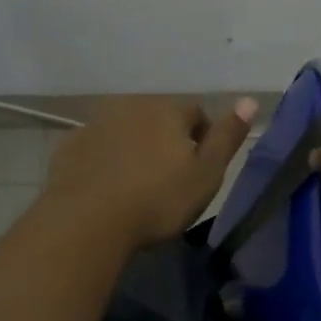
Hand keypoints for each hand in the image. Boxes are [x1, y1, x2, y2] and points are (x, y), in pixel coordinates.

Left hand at [44, 96, 257, 248]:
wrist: (87, 220)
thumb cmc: (157, 200)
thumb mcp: (206, 174)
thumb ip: (227, 136)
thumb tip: (250, 100)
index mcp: (167, 110)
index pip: (196, 114)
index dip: (202, 139)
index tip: (198, 170)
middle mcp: (131, 105)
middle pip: (158, 117)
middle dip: (165, 140)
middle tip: (168, 179)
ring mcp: (96, 122)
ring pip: (124, 129)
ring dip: (133, 147)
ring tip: (135, 184)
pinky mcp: (70, 144)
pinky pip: (96, 146)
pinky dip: (104, 159)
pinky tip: (105, 187)